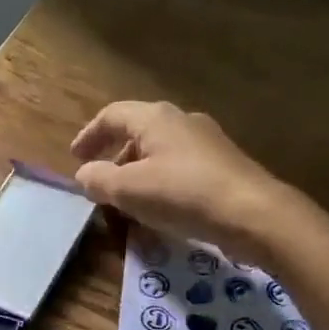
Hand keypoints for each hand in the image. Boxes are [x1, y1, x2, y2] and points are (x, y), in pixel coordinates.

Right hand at [70, 101, 295, 264]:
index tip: (75, 159)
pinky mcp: (222, 167)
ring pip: (160, 153)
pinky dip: (160, 184)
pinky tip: (161, 210)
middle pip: (137, 133)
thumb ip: (99, 180)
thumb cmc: (183, 195)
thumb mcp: (129, 190)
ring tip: (128, 203)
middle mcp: (182, 121)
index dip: (89, 136)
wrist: (252, 214)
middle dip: (114, 158)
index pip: (112, 115)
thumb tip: (84, 175)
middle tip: (101, 184)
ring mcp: (206, 143)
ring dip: (137, 174)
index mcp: (155, 118)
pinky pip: (180, 169)